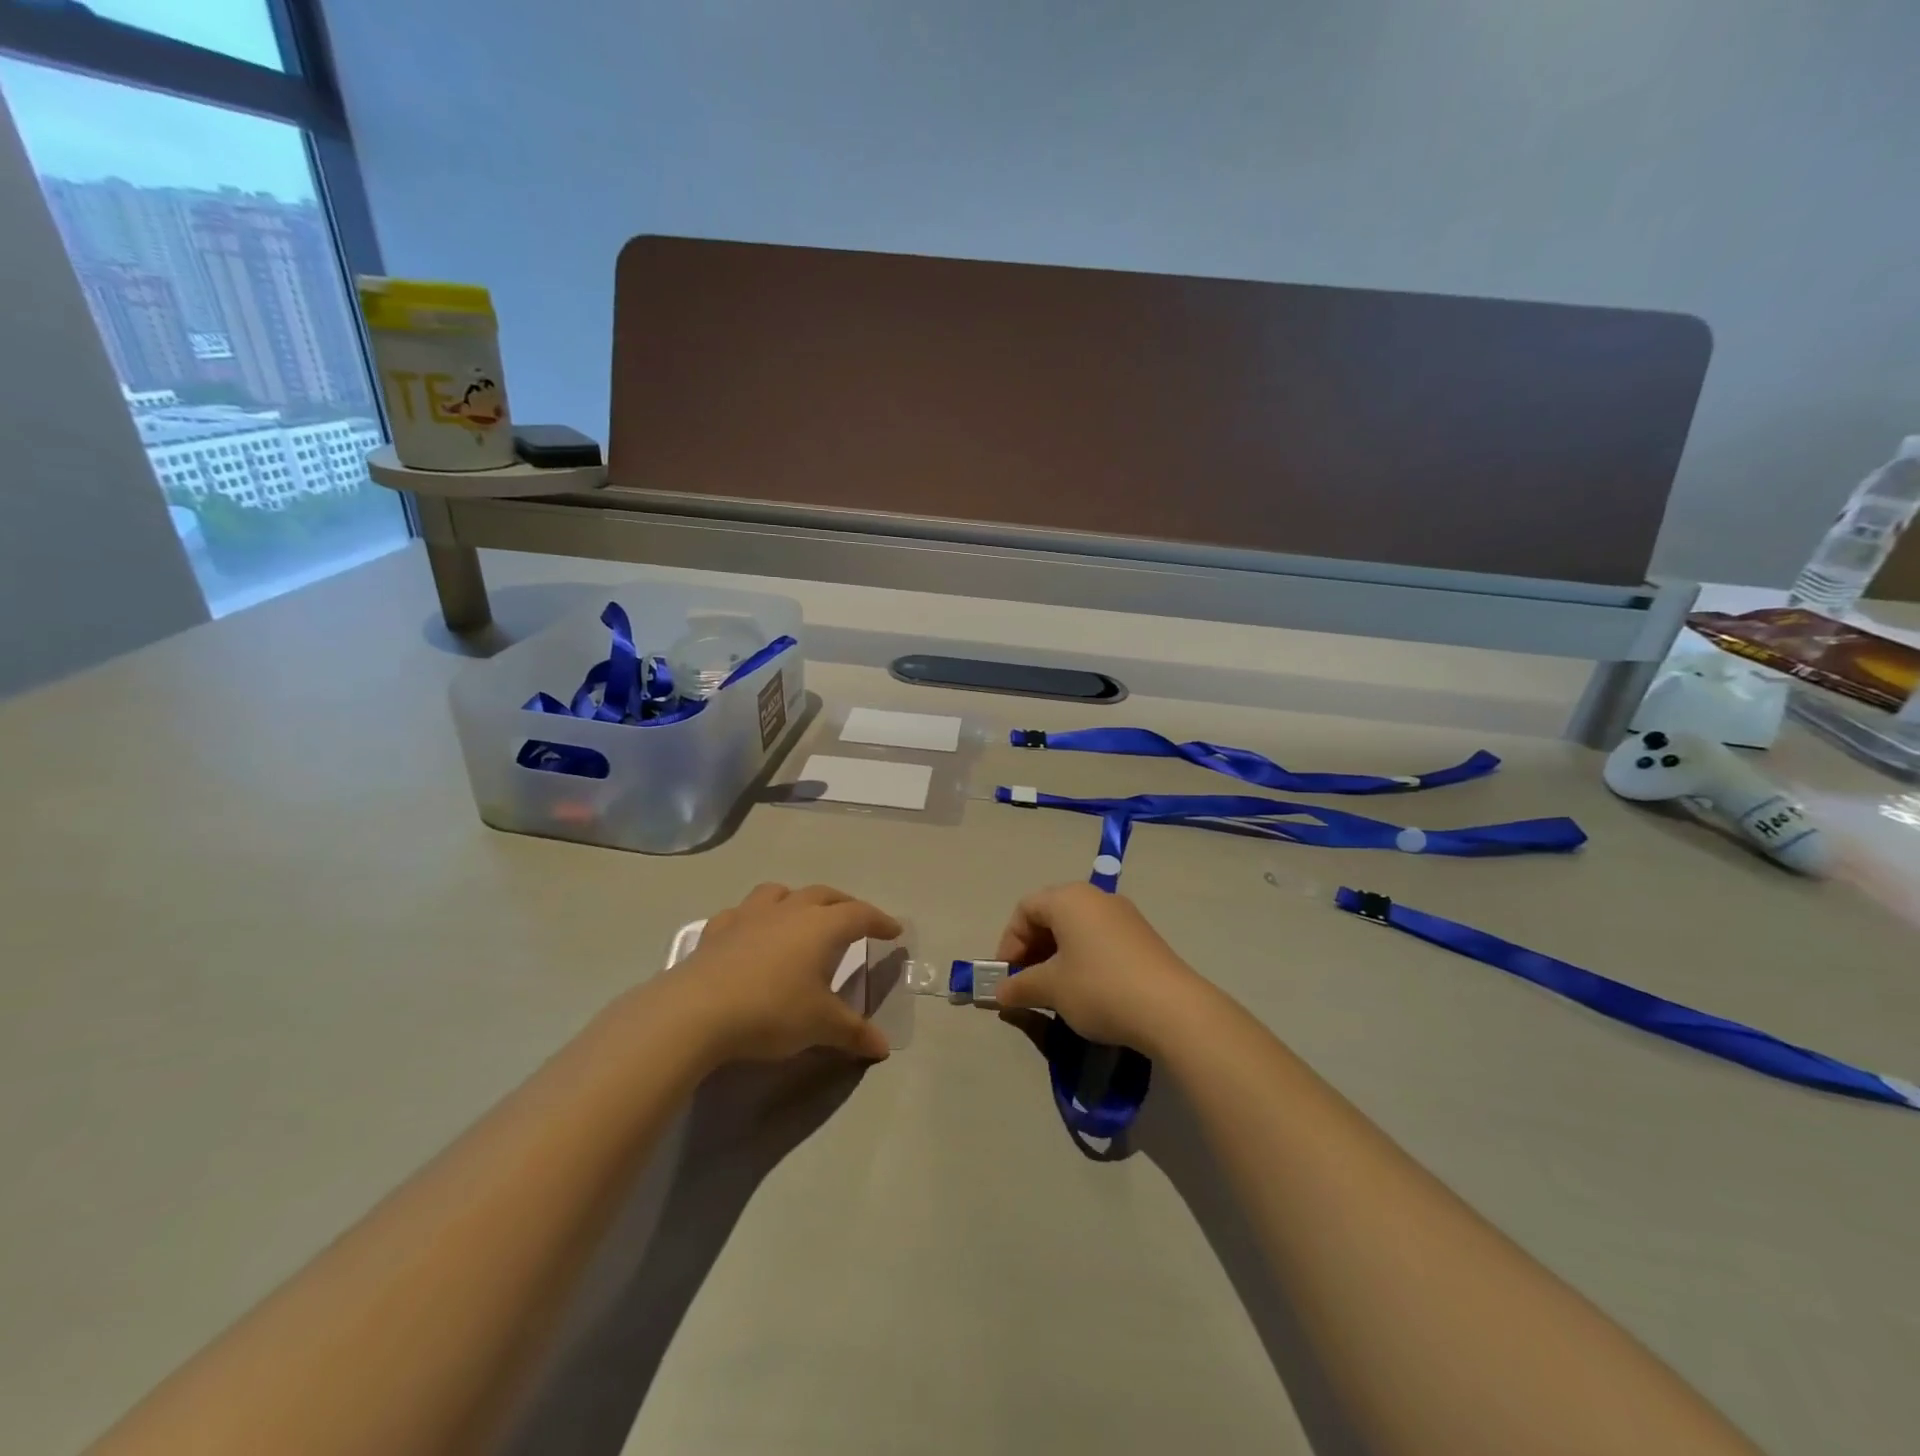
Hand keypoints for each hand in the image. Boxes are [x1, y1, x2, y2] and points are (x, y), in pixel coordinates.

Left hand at [664, 883, 900, 1063]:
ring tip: (801, 916)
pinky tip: (750, 933)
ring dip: (797, 900)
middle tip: (855, 920)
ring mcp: (750, 916)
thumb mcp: (820, 1026)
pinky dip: (753, 918)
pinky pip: (741, 913)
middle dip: (845, 905)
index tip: (894, 931)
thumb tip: (883, 1046)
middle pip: (825, 895)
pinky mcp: (717, 930)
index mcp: (821, 927)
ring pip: (780, 893)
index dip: (880, 921)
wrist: (697, 1011)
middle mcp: (789, 911)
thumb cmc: (772, 1011)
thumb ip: (854, 1032)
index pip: (860, 915)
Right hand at [992, 882, 1209, 1053]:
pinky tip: (1085, 992)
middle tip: (1026, 985)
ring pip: (1076, 929)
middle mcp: (1096, 898)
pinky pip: (1099, 940)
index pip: (1025, 909)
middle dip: (1032, 950)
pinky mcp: (1142, 938)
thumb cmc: (1099, 988)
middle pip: (1051, 916)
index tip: (1008, 977)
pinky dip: (1082, 960)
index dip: (1009, 942)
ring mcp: (1124, 916)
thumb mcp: (1051, 989)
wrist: (1172, 1009)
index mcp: (1069, 898)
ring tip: (1054, 992)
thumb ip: (1020, 986)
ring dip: (1056, 957)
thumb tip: (1001, 993)